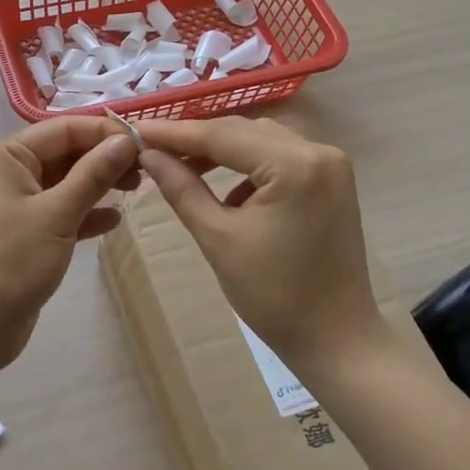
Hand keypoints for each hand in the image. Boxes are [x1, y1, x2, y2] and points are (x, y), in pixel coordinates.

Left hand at [0, 118, 139, 362]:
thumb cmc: (11, 260)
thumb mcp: (57, 213)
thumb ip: (93, 174)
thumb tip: (125, 141)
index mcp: (4, 156)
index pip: (62, 129)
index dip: (104, 133)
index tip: (144, 144)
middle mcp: (5, 173)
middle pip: (63, 154)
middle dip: (103, 159)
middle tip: (145, 170)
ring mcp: (11, 205)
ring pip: (63, 184)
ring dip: (97, 185)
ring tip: (136, 189)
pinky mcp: (21, 235)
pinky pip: (58, 213)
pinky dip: (84, 214)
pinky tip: (113, 220)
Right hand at [138, 117, 387, 369]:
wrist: (336, 339)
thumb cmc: (274, 295)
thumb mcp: (218, 238)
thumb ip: (181, 188)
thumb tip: (148, 154)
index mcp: (295, 165)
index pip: (222, 135)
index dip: (173, 132)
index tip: (134, 130)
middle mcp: (319, 151)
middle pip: (243, 132)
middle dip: (196, 140)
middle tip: (150, 148)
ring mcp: (331, 165)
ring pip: (261, 141)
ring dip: (222, 151)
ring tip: (180, 167)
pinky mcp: (332, 181)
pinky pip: (280, 158)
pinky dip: (248, 166)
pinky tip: (226, 192)